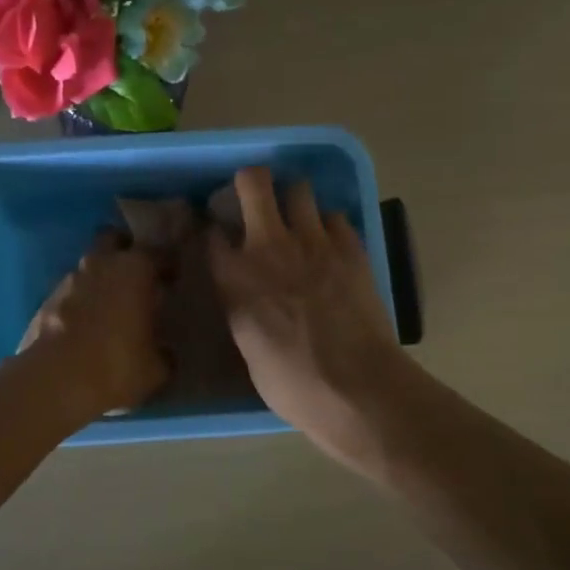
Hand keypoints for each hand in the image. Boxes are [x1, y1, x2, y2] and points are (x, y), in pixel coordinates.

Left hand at [20, 230, 169, 416]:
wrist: (54, 382)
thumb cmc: (117, 365)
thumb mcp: (156, 367)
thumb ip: (162, 350)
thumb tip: (163, 351)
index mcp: (134, 269)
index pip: (158, 253)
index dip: (167, 265)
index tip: (173, 279)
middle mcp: (100, 264)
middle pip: (112, 240)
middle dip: (123, 251)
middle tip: (136, 278)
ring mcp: (67, 280)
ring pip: (88, 268)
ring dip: (99, 280)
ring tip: (109, 308)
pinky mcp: (44, 301)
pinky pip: (69, 293)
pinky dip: (78, 303)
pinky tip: (83, 328)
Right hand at [208, 167, 409, 464]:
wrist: (357, 387)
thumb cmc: (293, 384)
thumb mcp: (248, 348)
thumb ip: (242, 309)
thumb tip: (246, 298)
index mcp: (235, 277)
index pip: (212, 233)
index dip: (214, 232)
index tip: (220, 240)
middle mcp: (269, 246)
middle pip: (254, 182)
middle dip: (250, 182)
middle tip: (255, 199)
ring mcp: (313, 242)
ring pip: (299, 189)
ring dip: (293, 201)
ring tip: (297, 222)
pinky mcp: (351, 248)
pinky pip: (334, 217)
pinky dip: (328, 226)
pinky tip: (330, 246)